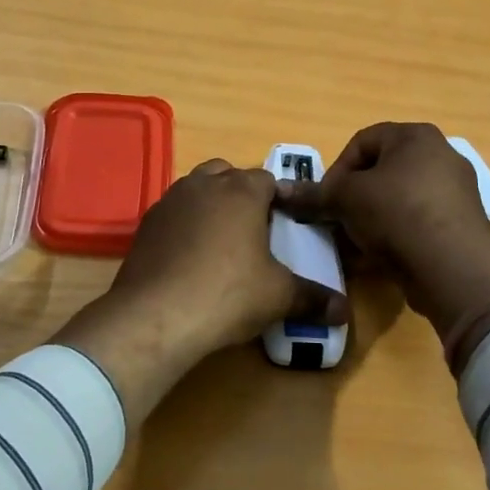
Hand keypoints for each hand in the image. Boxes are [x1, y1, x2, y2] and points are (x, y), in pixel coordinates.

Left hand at [56, 159, 344, 424]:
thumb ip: (313, 298)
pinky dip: (184, 224)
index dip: (278, 198)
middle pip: (227, 174)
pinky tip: (189, 257)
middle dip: (241, 193)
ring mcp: (170, 201)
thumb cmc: (227, 294)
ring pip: (196, 188)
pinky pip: (173, 213)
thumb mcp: (278, 297)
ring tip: (220, 241)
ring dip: (209, 204)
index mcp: (241, 191)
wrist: (155, 315)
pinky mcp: (146, 224)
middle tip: (253, 228)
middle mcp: (203, 185)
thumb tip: (343, 311)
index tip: (285, 222)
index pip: (267, 179)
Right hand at [277, 123, 489, 340]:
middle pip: (381, 170)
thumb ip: (314, 193)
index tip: (324, 199)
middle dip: (353, 197)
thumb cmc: (396, 213)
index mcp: (415, 136)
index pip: (361, 142)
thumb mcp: (345, 199)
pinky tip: (378, 257)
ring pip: (398, 198)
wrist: (453, 268)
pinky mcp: (461, 224)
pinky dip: (395, 234)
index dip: (335, 170)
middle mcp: (440, 154)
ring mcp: (455, 190)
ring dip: (371, 218)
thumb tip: (281, 190)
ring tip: (355, 243)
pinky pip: (417, 221)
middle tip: (336, 221)